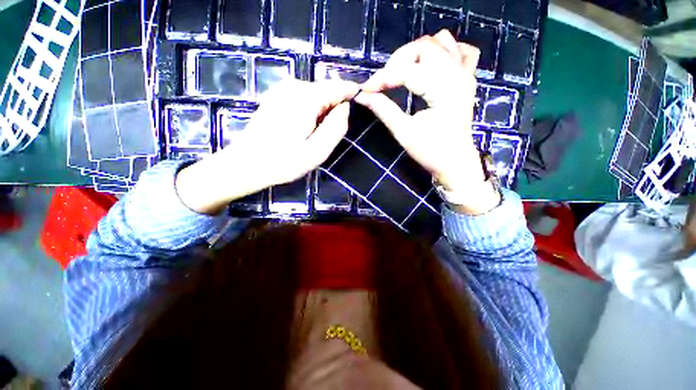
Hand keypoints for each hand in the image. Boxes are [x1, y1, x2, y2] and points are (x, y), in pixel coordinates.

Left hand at [176, 80, 358, 213]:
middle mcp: (294, 86)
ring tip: (317, 136)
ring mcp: (282, 90)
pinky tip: (304, 130)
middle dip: (335, 109)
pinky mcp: (276, 97)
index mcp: (306, 98)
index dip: (353, 95)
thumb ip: (336, 127)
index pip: (339, 86)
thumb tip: (345, 108)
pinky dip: (311, 112)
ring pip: (316, 95)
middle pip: (327, 91)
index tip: (362, 108)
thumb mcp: (317, 151)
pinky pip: (304, 99)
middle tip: (331, 135)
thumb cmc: (283, 162)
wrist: (246, 164)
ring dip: (323, 113)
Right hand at [355, 30, 498, 213]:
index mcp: (443, 89)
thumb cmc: (431, 151)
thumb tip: (363, 96)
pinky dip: (445, 51)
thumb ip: (384, 110)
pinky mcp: (467, 79)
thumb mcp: (404, 132)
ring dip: (417, 53)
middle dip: (398, 61)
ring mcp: (465, 74)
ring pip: (441, 42)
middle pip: (424, 46)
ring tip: (403, 73)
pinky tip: (433, 65)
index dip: (382, 78)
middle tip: (384, 82)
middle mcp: (457, 74)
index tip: (365, 90)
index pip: (407, 71)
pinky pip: (462, 51)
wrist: (455, 162)